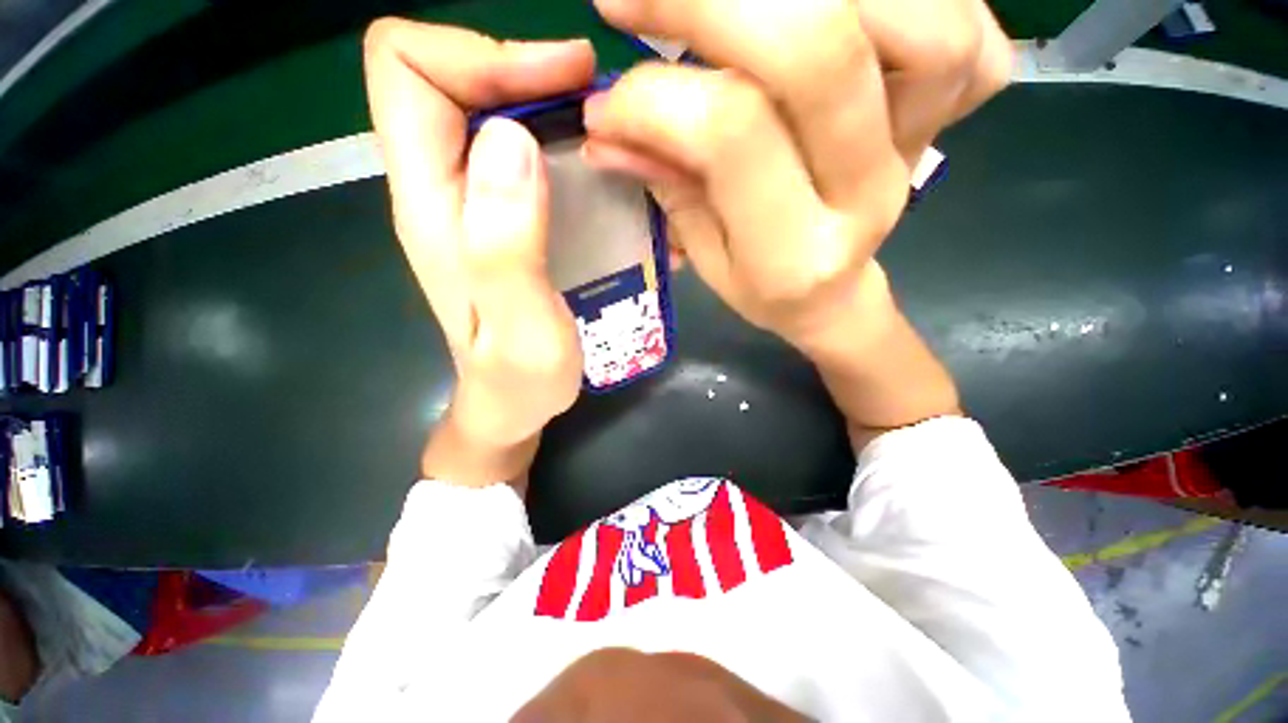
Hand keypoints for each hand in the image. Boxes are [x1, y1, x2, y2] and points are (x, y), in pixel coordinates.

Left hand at [363, 20, 592, 485]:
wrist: (511, 407)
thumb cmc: (517, 381)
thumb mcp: (520, 326)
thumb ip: (507, 243)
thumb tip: (510, 137)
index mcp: (432, 205)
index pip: (410, 71)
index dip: (480, 52)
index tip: (561, 77)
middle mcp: (444, 191)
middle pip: (454, 79)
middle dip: (528, 71)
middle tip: (600, 99)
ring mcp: (476, 207)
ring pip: (495, 113)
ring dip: (554, 108)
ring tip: (613, 135)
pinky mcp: (507, 223)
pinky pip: (526, 157)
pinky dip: (566, 147)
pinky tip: (608, 175)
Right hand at [581, 0, 1011, 348]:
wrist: (836, 295)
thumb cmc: (765, 288)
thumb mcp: (708, 260)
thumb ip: (668, 188)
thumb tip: (606, 129)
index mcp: (794, 254)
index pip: (730, 135)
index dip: (656, 99)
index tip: (605, 105)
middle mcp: (869, 191)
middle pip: (820, 51)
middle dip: (710, 1)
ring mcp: (929, 143)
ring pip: (921, 21)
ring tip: (737, 5)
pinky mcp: (959, 109)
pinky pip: (968, 24)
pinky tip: (839, 12)